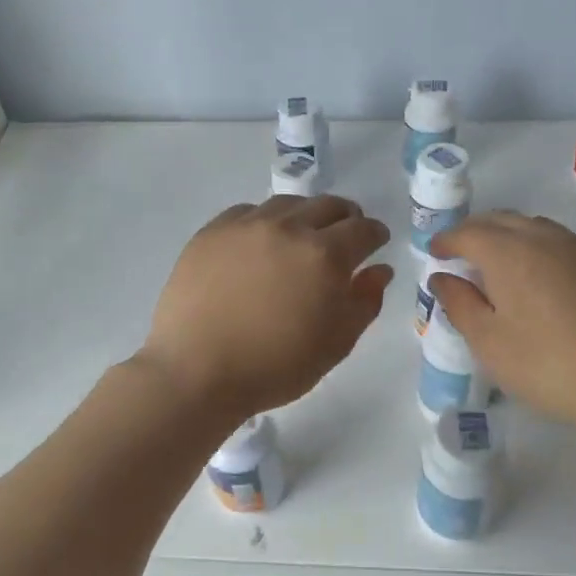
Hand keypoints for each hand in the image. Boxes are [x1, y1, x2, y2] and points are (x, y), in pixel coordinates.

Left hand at [140, 196, 392, 420]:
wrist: (196, 371)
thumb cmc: (275, 367)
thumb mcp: (335, 344)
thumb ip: (364, 302)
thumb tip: (379, 270)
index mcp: (325, 255)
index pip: (363, 229)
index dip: (375, 234)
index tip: (376, 242)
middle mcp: (288, 228)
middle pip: (328, 206)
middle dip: (345, 218)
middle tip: (344, 237)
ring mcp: (246, 225)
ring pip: (287, 204)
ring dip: (305, 216)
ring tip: (302, 238)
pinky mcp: (211, 231)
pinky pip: (247, 212)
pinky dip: (265, 221)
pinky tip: (260, 243)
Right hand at [429, 213, 575, 436]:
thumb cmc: (549, 365)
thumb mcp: (490, 343)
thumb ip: (460, 304)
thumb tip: (441, 277)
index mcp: (509, 253)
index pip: (468, 232)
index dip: (447, 239)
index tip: (434, 251)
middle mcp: (546, 238)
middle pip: (503, 220)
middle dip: (476, 230)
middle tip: (461, 250)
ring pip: (537, 228)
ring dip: (511, 237)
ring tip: (500, 262)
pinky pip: (565, 245)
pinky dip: (542, 250)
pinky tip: (544, 278)